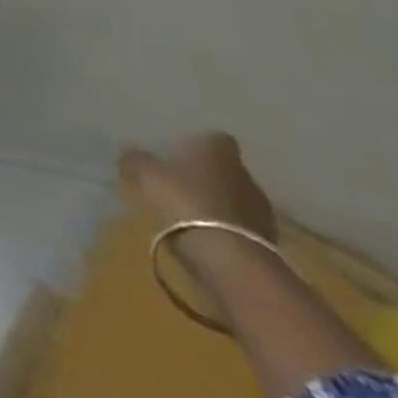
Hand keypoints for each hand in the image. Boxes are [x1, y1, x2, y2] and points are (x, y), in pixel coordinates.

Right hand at [120, 131, 277, 242]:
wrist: (230, 259)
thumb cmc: (185, 201)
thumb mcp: (147, 175)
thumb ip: (137, 160)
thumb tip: (129, 152)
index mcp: (218, 152)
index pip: (215, 138)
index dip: (198, 144)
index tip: (179, 153)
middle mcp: (245, 175)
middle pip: (225, 170)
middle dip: (206, 176)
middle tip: (179, 184)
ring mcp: (261, 210)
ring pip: (235, 198)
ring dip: (218, 204)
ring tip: (191, 214)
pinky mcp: (267, 242)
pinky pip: (241, 227)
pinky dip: (226, 229)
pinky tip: (205, 237)